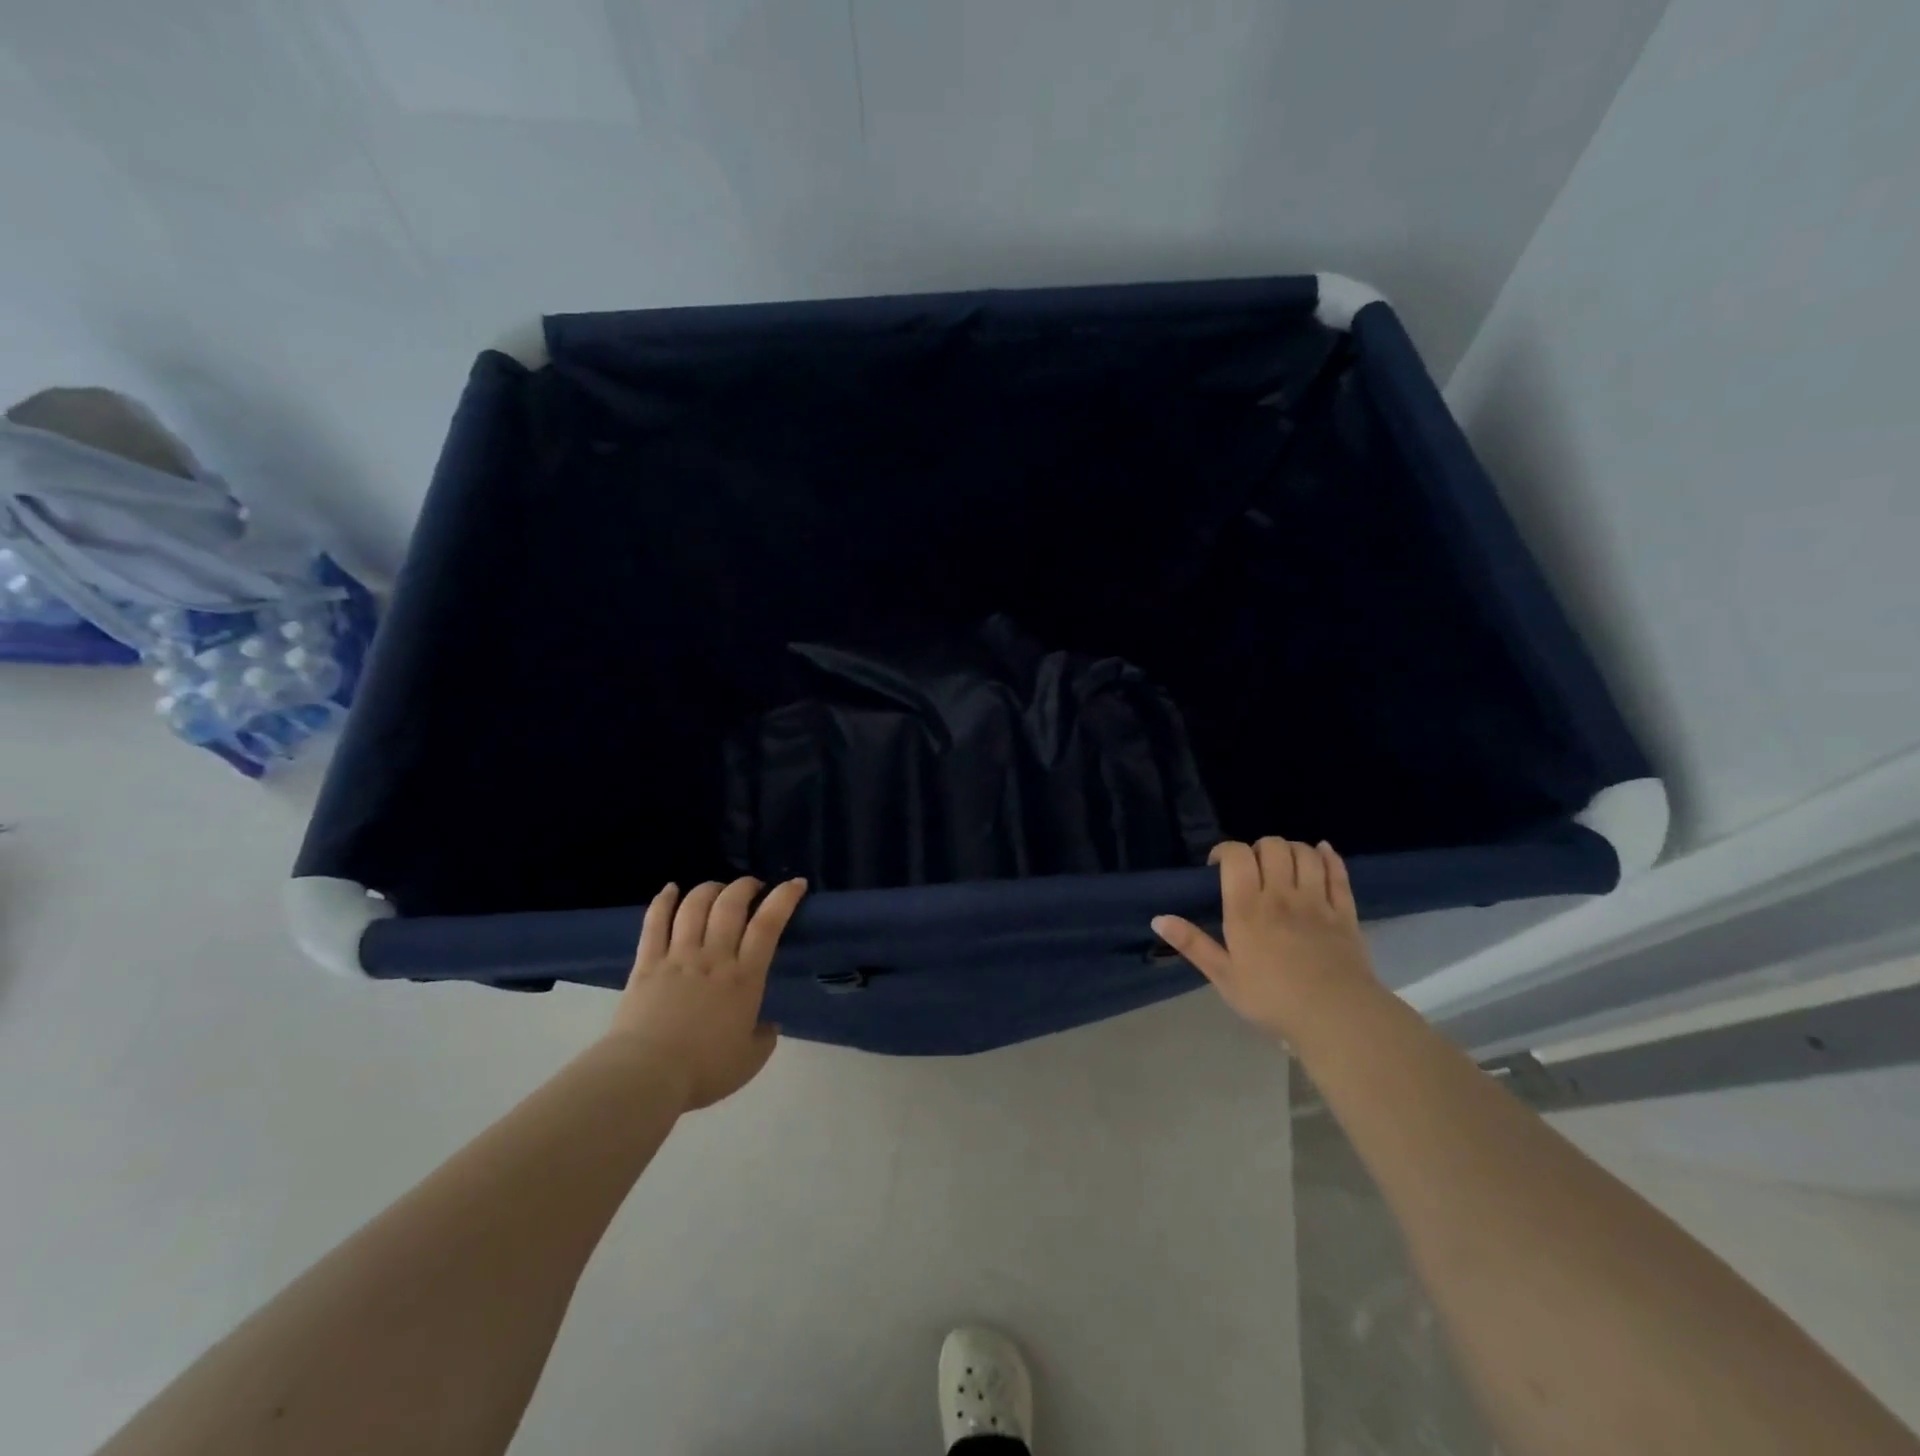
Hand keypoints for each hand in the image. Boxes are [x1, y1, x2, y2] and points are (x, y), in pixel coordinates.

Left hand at [609, 877, 806, 1110]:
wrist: (645, 1076)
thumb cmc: (703, 1070)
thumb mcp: (749, 1061)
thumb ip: (764, 1039)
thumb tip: (769, 1026)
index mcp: (744, 978)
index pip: (768, 925)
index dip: (784, 898)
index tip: (795, 883)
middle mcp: (714, 957)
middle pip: (730, 905)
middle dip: (745, 886)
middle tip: (753, 886)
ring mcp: (678, 956)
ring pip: (695, 906)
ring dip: (709, 889)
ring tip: (718, 889)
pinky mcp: (647, 963)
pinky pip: (654, 923)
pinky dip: (663, 901)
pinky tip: (670, 889)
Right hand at [1153, 839, 1377, 1041]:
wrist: (1337, 1017)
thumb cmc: (1273, 999)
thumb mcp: (1224, 977)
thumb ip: (1193, 944)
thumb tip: (1158, 918)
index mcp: (1247, 909)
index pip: (1236, 856)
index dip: (1225, 851)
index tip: (1217, 866)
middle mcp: (1281, 895)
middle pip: (1272, 846)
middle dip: (1258, 849)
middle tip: (1252, 869)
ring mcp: (1316, 901)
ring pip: (1305, 853)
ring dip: (1291, 850)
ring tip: (1283, 865)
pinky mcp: (1345, 912)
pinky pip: (1338, 872)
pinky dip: (1330, 857)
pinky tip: (1322, 852)